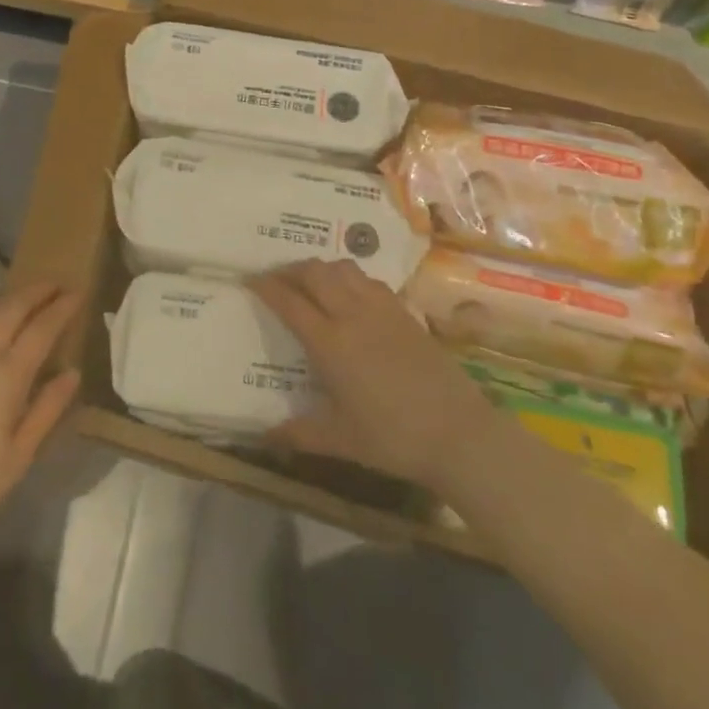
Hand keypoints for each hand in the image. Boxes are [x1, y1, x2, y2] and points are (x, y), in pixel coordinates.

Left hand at [0, 285, 81, 540]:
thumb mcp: (17, 458)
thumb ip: (47, 410)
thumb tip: (73, 372)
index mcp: (7, 375)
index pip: (42, 328)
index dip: (62, 307)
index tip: (79, 292)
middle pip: (13, 307)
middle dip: (38, 291)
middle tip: (58, 284)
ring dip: (12, 296)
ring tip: (29, 295)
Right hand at [249, 261, 496, 490]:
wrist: (458, 433)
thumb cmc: (393, 438)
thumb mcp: (341, 440)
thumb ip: (300, 434)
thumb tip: (265, 436)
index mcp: (330, 344)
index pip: (290, 302)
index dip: (267, 286)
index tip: (250, 280)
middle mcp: (352, 315)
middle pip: (315, 273)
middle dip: (291, 269)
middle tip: (277, 279)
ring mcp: (382, 309)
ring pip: (343, 268)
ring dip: (321, 268)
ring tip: (311, 282)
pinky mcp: (405, 312)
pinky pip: (369, 280)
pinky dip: (350, 278)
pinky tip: (351, 295)